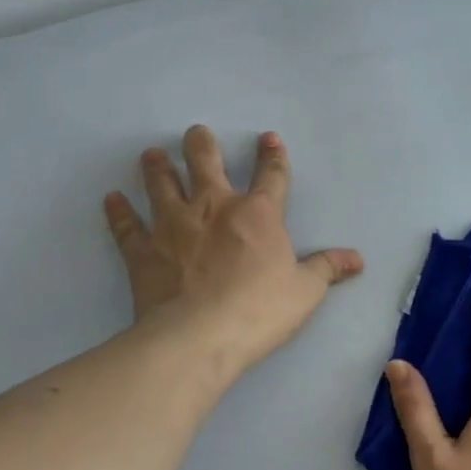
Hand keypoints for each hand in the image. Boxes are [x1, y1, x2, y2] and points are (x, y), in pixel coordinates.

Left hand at [105, 126, 363, 378]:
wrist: (199, 336)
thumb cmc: (260, 311)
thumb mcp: (305, 292)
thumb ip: (328, 269)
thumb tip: (358, 258)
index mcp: (258, 214)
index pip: (271, 175)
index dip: (273, 155)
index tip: (269, 138)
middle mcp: (213, 207)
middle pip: (205, 162)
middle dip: (201, 144)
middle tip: (196, 133)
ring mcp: (173, 225)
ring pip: (162, 183)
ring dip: (157, 167)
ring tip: (153, 153)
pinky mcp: (143, 250)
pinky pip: (127, 225)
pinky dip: (119, 211)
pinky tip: (112, 198)